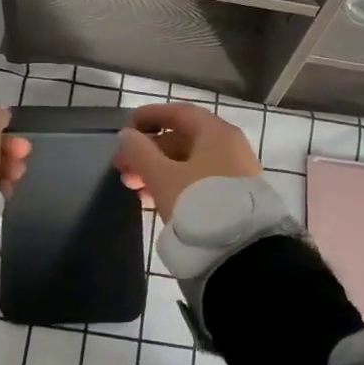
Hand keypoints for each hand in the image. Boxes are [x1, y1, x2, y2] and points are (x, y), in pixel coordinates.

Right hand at [114, 104, 261, 222]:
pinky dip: (175, 184)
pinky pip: (198, 180)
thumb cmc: (198, 202)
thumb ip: (140, 152)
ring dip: (157, 171)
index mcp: (216, 132)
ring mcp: (234, 172)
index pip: (180, 113)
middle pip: (182, 140)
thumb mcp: (162, 176)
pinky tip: (153, 200)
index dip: (151, 116)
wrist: (241, 251)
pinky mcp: (233, 196)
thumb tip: (127, 135)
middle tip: (122, 168)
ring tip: (132, 188)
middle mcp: (229, 146)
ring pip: (189, 163)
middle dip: (149, 152)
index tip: (127, 127)